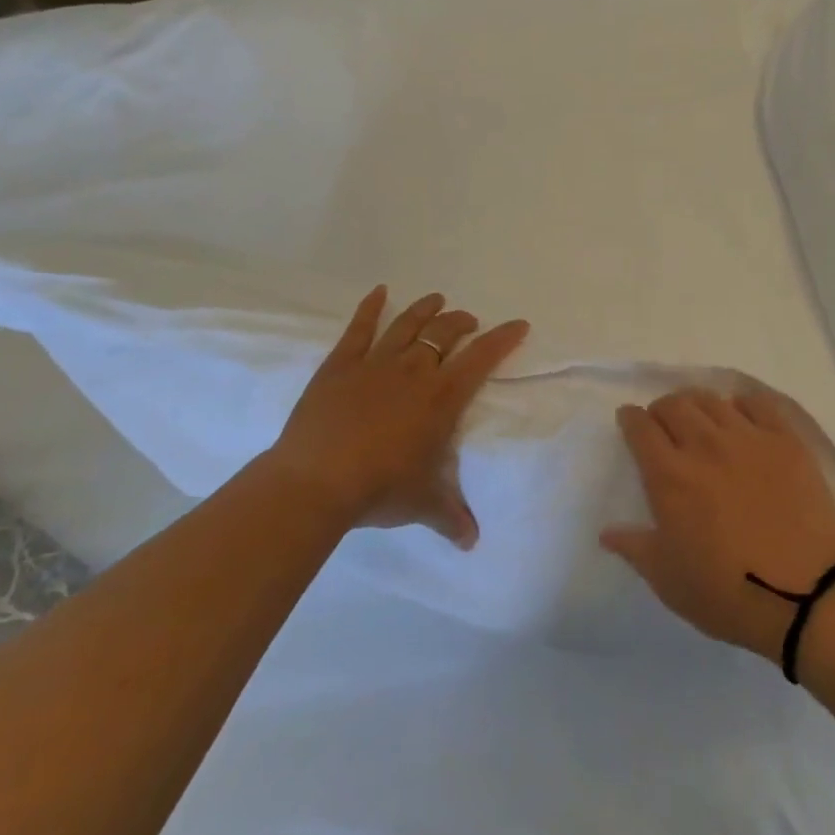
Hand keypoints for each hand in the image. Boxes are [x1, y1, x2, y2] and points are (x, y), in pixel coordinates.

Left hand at [269, 287, 529, 548]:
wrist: (316, 481)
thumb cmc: (379, 489)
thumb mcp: (422, 504)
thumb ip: (451, 516)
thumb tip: (473, 542)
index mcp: (441, 397)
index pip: (482, 357)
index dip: (503, 337)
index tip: (519, 324)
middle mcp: (414, 370)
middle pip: (445, 332)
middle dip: (462, 322)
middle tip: (468, 321)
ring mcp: (376, 362)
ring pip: (408, 323)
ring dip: (426, 309)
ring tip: (437, 299)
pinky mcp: (341, 364)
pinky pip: (359, 328)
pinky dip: (370, 307)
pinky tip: (378, 291)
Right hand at [600, 387, 834, 659]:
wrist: (805, 595)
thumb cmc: (727, 593)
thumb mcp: (668, 580)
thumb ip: (635, 548)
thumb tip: (607, 531)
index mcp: (670, 476)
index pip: (641, 428)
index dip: (630, 418)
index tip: (629, 420)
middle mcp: (704, 445)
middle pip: (674, 404)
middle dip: (661, 409)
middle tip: (664, 424)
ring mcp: (748, 438)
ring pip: (712, 400)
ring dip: (697, 404)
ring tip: (700, 418)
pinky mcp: (785, 440)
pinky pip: (758, 403)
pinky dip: (742, 404)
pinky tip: (742, 417)